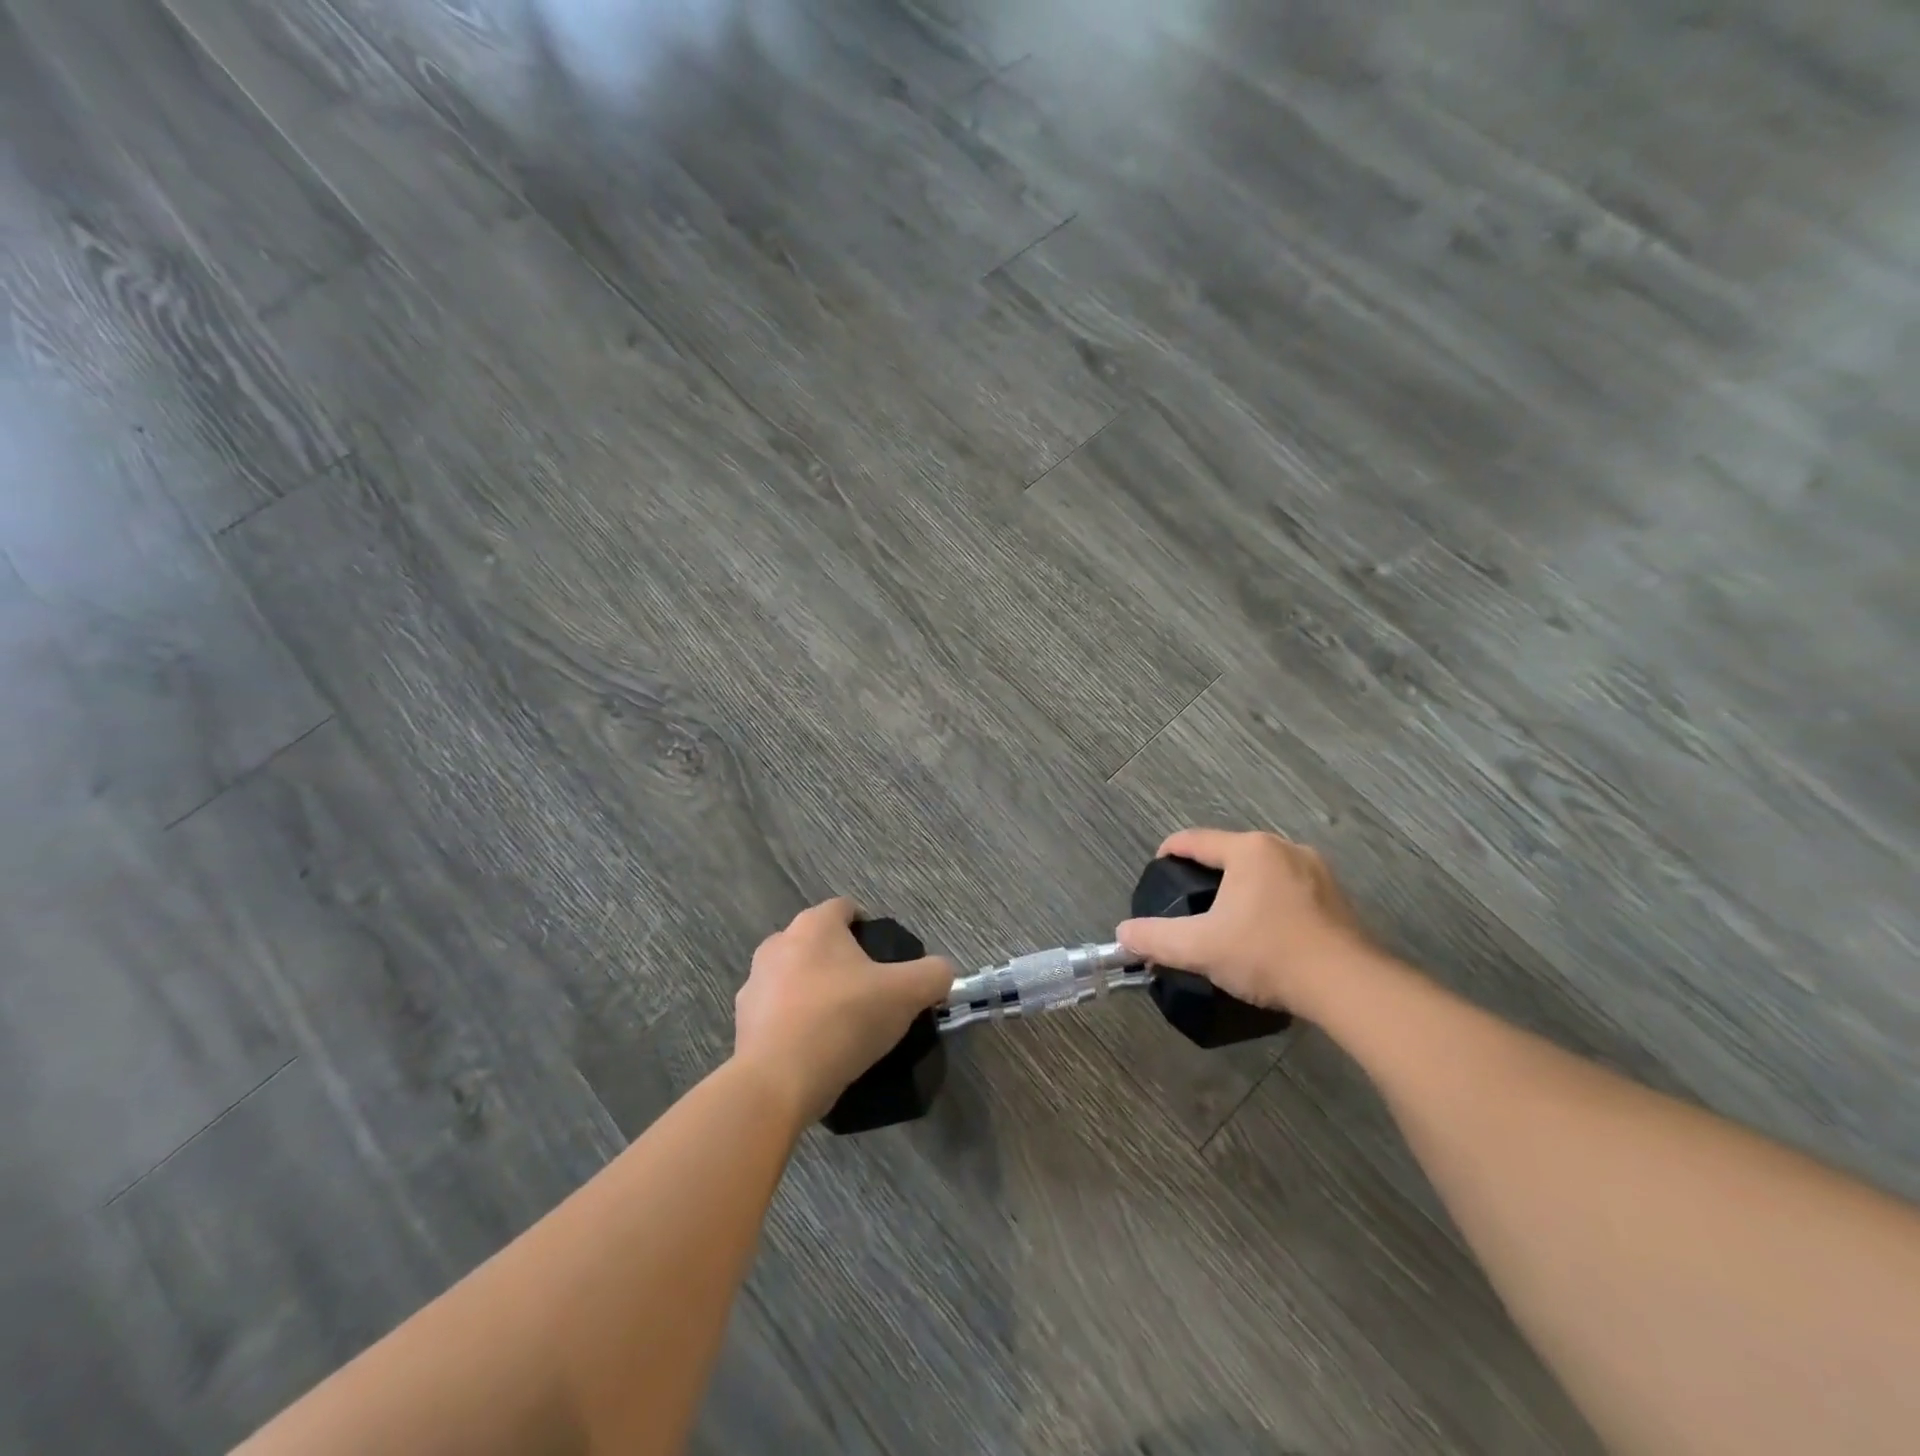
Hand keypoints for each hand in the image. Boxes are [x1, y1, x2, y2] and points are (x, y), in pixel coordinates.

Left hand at [734, 898, 955, 1124]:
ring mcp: (755, 982)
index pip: (845, 908)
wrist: (777, 1082)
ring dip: (815, 990)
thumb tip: (943, 972)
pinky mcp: (742, 1021)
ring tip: (841, 1024)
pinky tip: (816, 1048)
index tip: (885, 958)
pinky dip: (795, 1022)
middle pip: (819, 942)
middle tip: (869, 992)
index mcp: (814, 925)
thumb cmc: (843, 1020)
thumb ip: (934, 975)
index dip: (868, 926)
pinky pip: (778, 1011)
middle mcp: (778, 943)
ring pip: (795, 976)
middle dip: (842, 960)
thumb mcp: (906, 994)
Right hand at [1115, 828, 1372, 1017]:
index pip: (1194, 840)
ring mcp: (1317, 871)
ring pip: (1263, 871)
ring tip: (1227, 918)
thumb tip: (1124, 934)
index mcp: (1249, 850)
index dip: (1169, 852)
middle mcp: (1284, 848)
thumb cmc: (1267, 954)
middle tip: (1190, 903)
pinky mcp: (1338, 898)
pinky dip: (1271, 903)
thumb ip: (1155, 938)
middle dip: (1207, 874)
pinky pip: (1290, 889)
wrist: (1348, 986)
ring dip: (1242, 888)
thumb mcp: (1200, 948)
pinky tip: (1267, 932)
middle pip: (1230, 853)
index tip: (1157, 870)